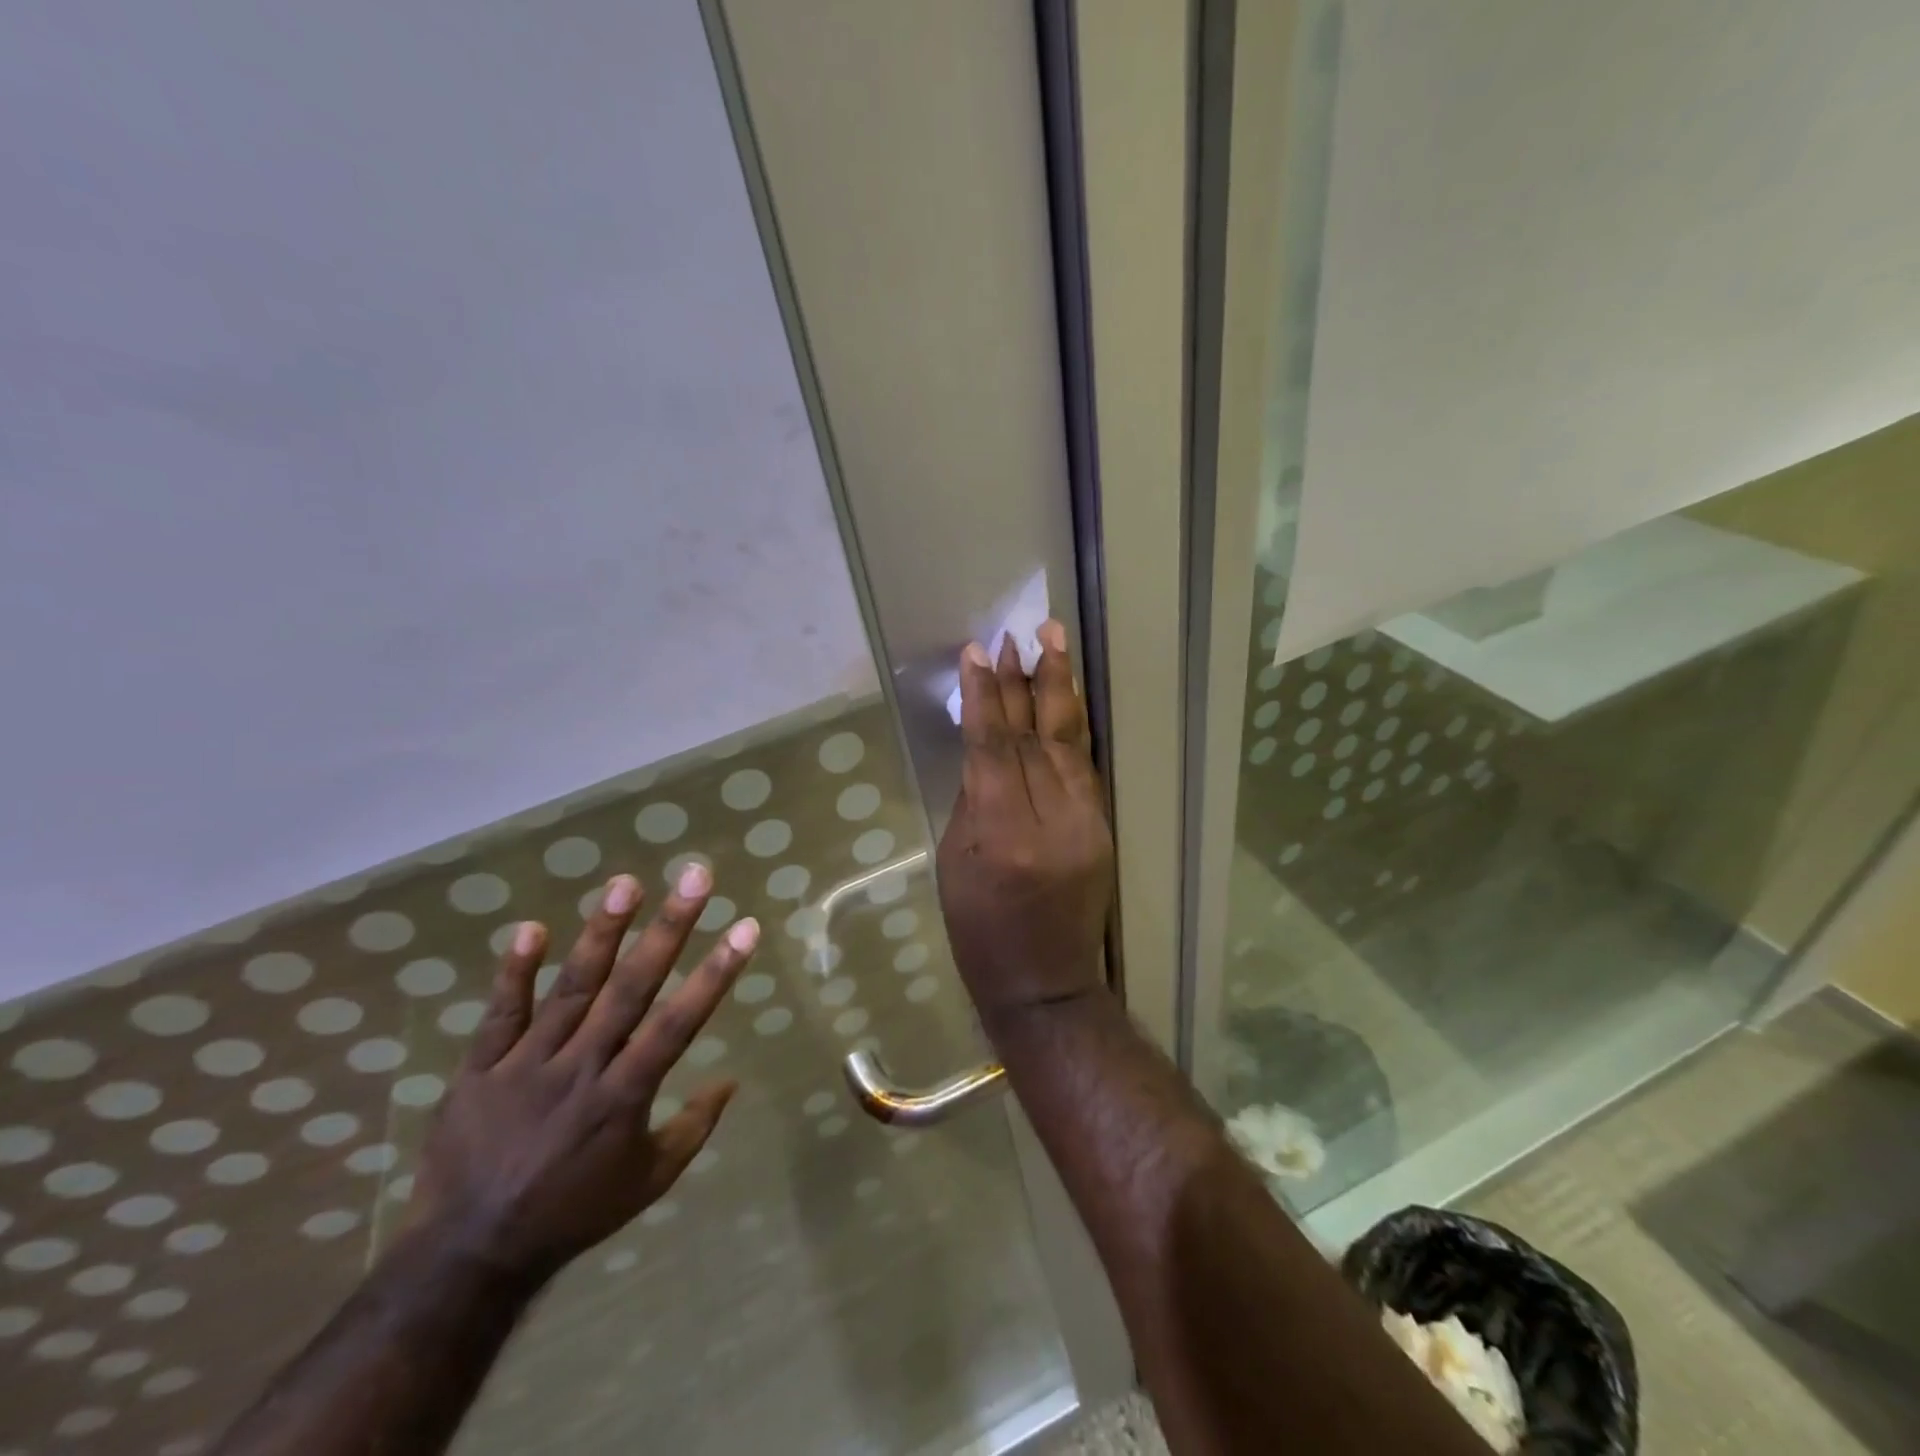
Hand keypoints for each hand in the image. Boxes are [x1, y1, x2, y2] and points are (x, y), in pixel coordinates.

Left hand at [409, 865, 758, 1280]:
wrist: (469, 1255)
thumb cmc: (574, 1213)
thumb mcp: (649, 1181)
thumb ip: (694, 1127)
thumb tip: (732, 1080)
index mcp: (625, 1096)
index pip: (680, 1023)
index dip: (716, 973)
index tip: (745, 927)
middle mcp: (582, 1068)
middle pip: (632, 989)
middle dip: (669, 929)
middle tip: (695, 878)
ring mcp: (527, 1065)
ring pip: (572, 989)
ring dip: (601, 934)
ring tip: (626, 884)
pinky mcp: (480, 1070)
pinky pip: (500, 1015)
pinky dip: (514, 972)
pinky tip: (531, 928)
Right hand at [936, 620, 1114, 1024]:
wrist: (1046, 984)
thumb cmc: (980, 932)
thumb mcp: (957, 864)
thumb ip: (972, 800)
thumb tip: (985, 747)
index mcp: (1003, 835)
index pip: (993, 749)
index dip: (985, 697)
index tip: (977, 654)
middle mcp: (1051, 821)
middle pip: (1033, 737)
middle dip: (1023, 681)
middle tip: (1015, 635)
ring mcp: (1086, 823)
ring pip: (1068, 741)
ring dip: (1058, 688)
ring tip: (1052, 640)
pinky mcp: (1104, 827)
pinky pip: (1085, 765)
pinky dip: (1071, 726)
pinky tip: (1065, 695)